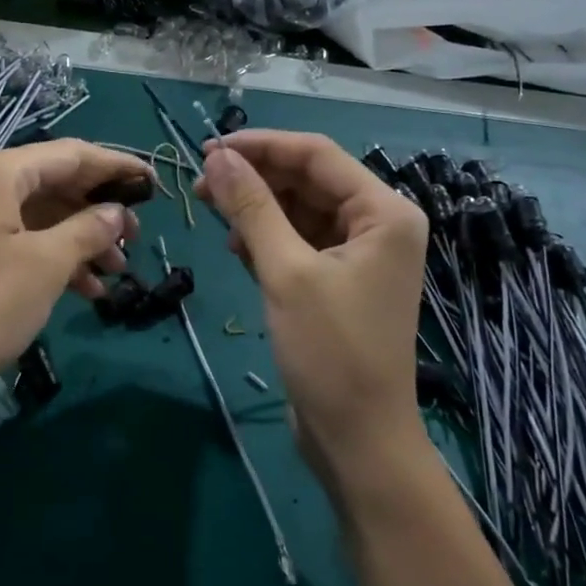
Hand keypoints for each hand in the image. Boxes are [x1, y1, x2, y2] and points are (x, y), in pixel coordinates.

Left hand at [0, 139, 148, 419]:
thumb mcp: (44, 266)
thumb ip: (87, 231)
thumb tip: (115, 214)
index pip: (69, 155)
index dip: (115, 166)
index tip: (153, 182)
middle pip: (51, 184)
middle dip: (97, 210)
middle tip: (136, 238)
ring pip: (35, 218)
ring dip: (78, 241)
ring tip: (117, 272)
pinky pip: (15, 243)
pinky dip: (50, 260)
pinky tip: (82, 291)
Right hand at [194, 130, 428, 487]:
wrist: (358, 439)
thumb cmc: (331, 352)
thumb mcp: (286, 272)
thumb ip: (252, 208)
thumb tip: (218, 157)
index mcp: (384, 212)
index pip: (316, 155)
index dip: (261, 146)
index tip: (209, 149)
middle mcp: (377, 223)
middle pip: (307, 179)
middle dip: (254, 178)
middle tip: (200, 184)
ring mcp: (358, 253)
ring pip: (298, 209)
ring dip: (256, 208)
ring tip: (211, 212)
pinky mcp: (338, 280)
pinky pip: (298, 240)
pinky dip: (266, 239)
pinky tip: (236, 248)